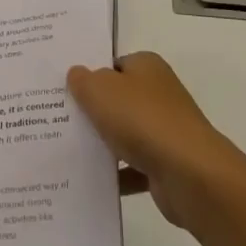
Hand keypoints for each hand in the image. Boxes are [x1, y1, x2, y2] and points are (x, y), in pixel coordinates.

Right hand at [67, 51, 245, 230]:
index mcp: (147, 66)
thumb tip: (77, 74)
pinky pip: (133, 167)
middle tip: (57, 120)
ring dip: (103, 144)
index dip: (89, 75)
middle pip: (117, 99)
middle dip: (92, 111)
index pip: (113, 64)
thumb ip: (83, 80)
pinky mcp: (166, 164)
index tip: (63, 89)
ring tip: (66, 151)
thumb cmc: (142, 120)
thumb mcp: (100, 90)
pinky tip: (90, 181)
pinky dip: (116, 174)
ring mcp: (164, 130)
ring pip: (124, 134)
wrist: (188, 174)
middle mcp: (158, 93)